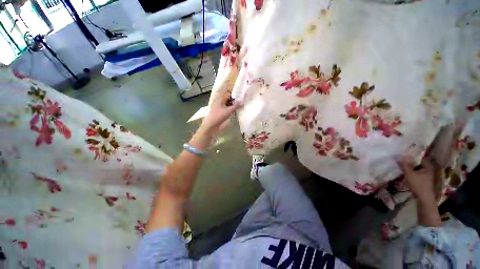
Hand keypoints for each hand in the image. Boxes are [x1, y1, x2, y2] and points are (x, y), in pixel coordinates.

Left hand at [199, 91, 242, 134]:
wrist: (211, 125)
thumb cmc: (219, 116)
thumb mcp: (229, 111)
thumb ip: (236, 106)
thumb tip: (242, 103)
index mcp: (220, 99)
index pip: (228, 94)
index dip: (234, 96)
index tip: (240, 98)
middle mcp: (218, 101)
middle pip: (227, 99)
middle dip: (233, 101)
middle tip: (240, 104)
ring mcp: (217, 106)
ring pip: (225, 104)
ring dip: (231, 105)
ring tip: (237, 108)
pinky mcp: (217, 111)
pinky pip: (224, 108)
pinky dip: (228, 109)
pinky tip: (232, 112)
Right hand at [398, 156, 435, 201]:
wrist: (423, 198)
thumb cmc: (418, 184)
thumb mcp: (409, 174)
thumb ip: (404, 165)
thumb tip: (399, 157)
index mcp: (427, 166)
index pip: (421, 157)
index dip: (413, 155)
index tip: (406, 153)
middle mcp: (428, 169)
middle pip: (419, 163)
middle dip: (411, 161)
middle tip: (402, 159)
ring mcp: (427, 175)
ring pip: (417, 168)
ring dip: (411, 167)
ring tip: (402, 165)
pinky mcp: (424, 180)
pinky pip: (417, 173)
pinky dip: (412, 172)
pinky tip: (406, 172)